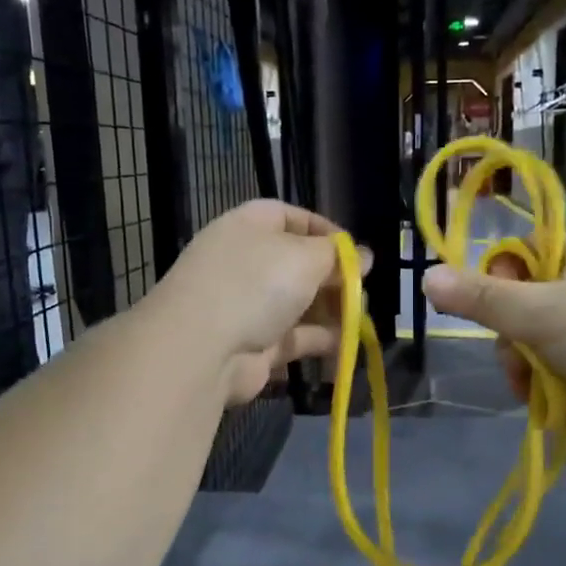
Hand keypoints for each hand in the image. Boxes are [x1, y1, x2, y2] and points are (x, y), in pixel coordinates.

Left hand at [150, 200, 368, 405]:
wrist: (202, 348)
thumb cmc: (255, 284)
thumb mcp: (305, 257)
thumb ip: (338, 256)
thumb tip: (363, 256)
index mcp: (249, 227)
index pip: (290, 216)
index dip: (324, 230)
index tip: (355, 251)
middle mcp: (246, 262)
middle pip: (298, 263)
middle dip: (333, 277)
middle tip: (362, 289)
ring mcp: (248, 305)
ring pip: (299, 303)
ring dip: (331, 311)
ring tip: (360, 319)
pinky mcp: (255, 344)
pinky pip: (295, 338)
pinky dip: (321, 341)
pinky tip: (347, 346)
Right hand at [422, 234, 565, 451]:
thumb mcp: (539, 312)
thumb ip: (481, 298)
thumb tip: (426, 277)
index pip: (524, 250)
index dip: (499, 272)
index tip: (488, 300)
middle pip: (522, 303)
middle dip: (509, 334)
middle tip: (515, 354)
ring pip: (533, 343)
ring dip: (522, 366)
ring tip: (530, 387)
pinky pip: (553, 373)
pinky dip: (543, 387)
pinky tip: (543, 402)